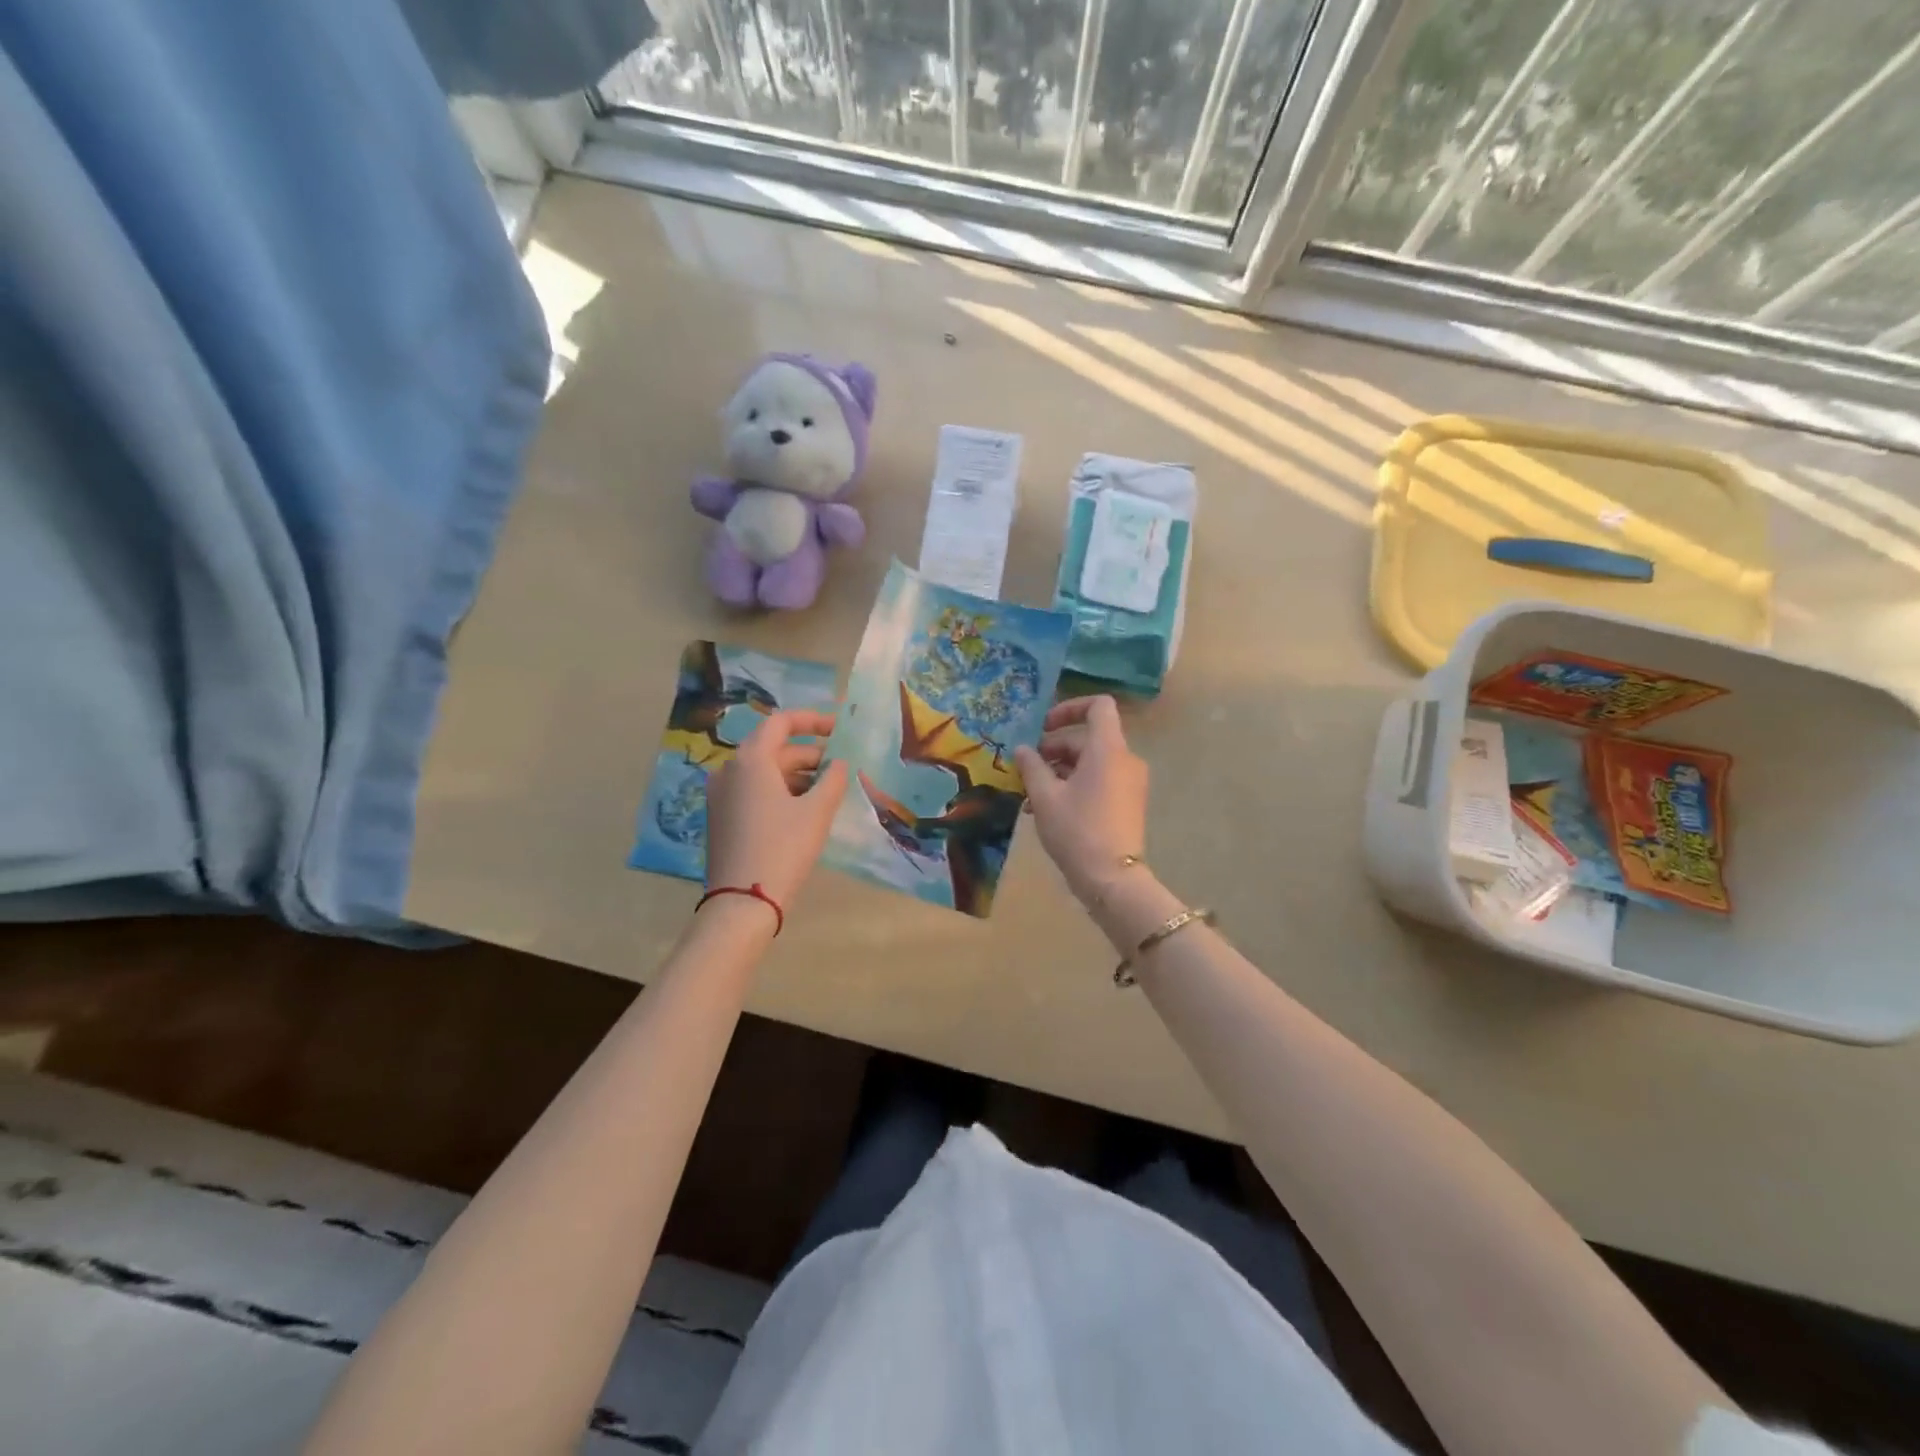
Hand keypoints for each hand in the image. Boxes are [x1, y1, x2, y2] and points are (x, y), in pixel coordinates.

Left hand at [704, 710, 848, 911]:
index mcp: (750, 760)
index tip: (839, 728)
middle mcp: (729, 770)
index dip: (813, 720)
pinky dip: (781, 791)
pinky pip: (755, 790)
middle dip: (810, 754)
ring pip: (765, 772)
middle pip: (774, 748)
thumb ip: (832, 779)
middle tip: (842, 768)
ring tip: (829, 791)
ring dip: (798, 775)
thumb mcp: (816, 812)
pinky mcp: (722, 817)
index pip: (781, 722)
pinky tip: (805, 809)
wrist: (742, 903)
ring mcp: (722, 794)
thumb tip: (838, 763)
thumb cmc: (783, 848)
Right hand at [1013, 696, 1149, 902]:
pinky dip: (1074, 785)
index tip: (1043, 727)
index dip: (1070, 708)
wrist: (1112, 879)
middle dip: (1053, 749)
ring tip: (1030, 795)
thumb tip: (1023, 749)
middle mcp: (1124, 759)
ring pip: (1090, 762)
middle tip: (1025, 769)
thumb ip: (1032, 766)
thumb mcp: (1045, 796)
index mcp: (1108, 749)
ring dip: (1059, 771)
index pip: (1098, 706)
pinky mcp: (1127, 802)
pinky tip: (1047, 809)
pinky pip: (1099, 780)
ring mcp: (1129, 782)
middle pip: (1088, 738)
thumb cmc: (1076, 830)